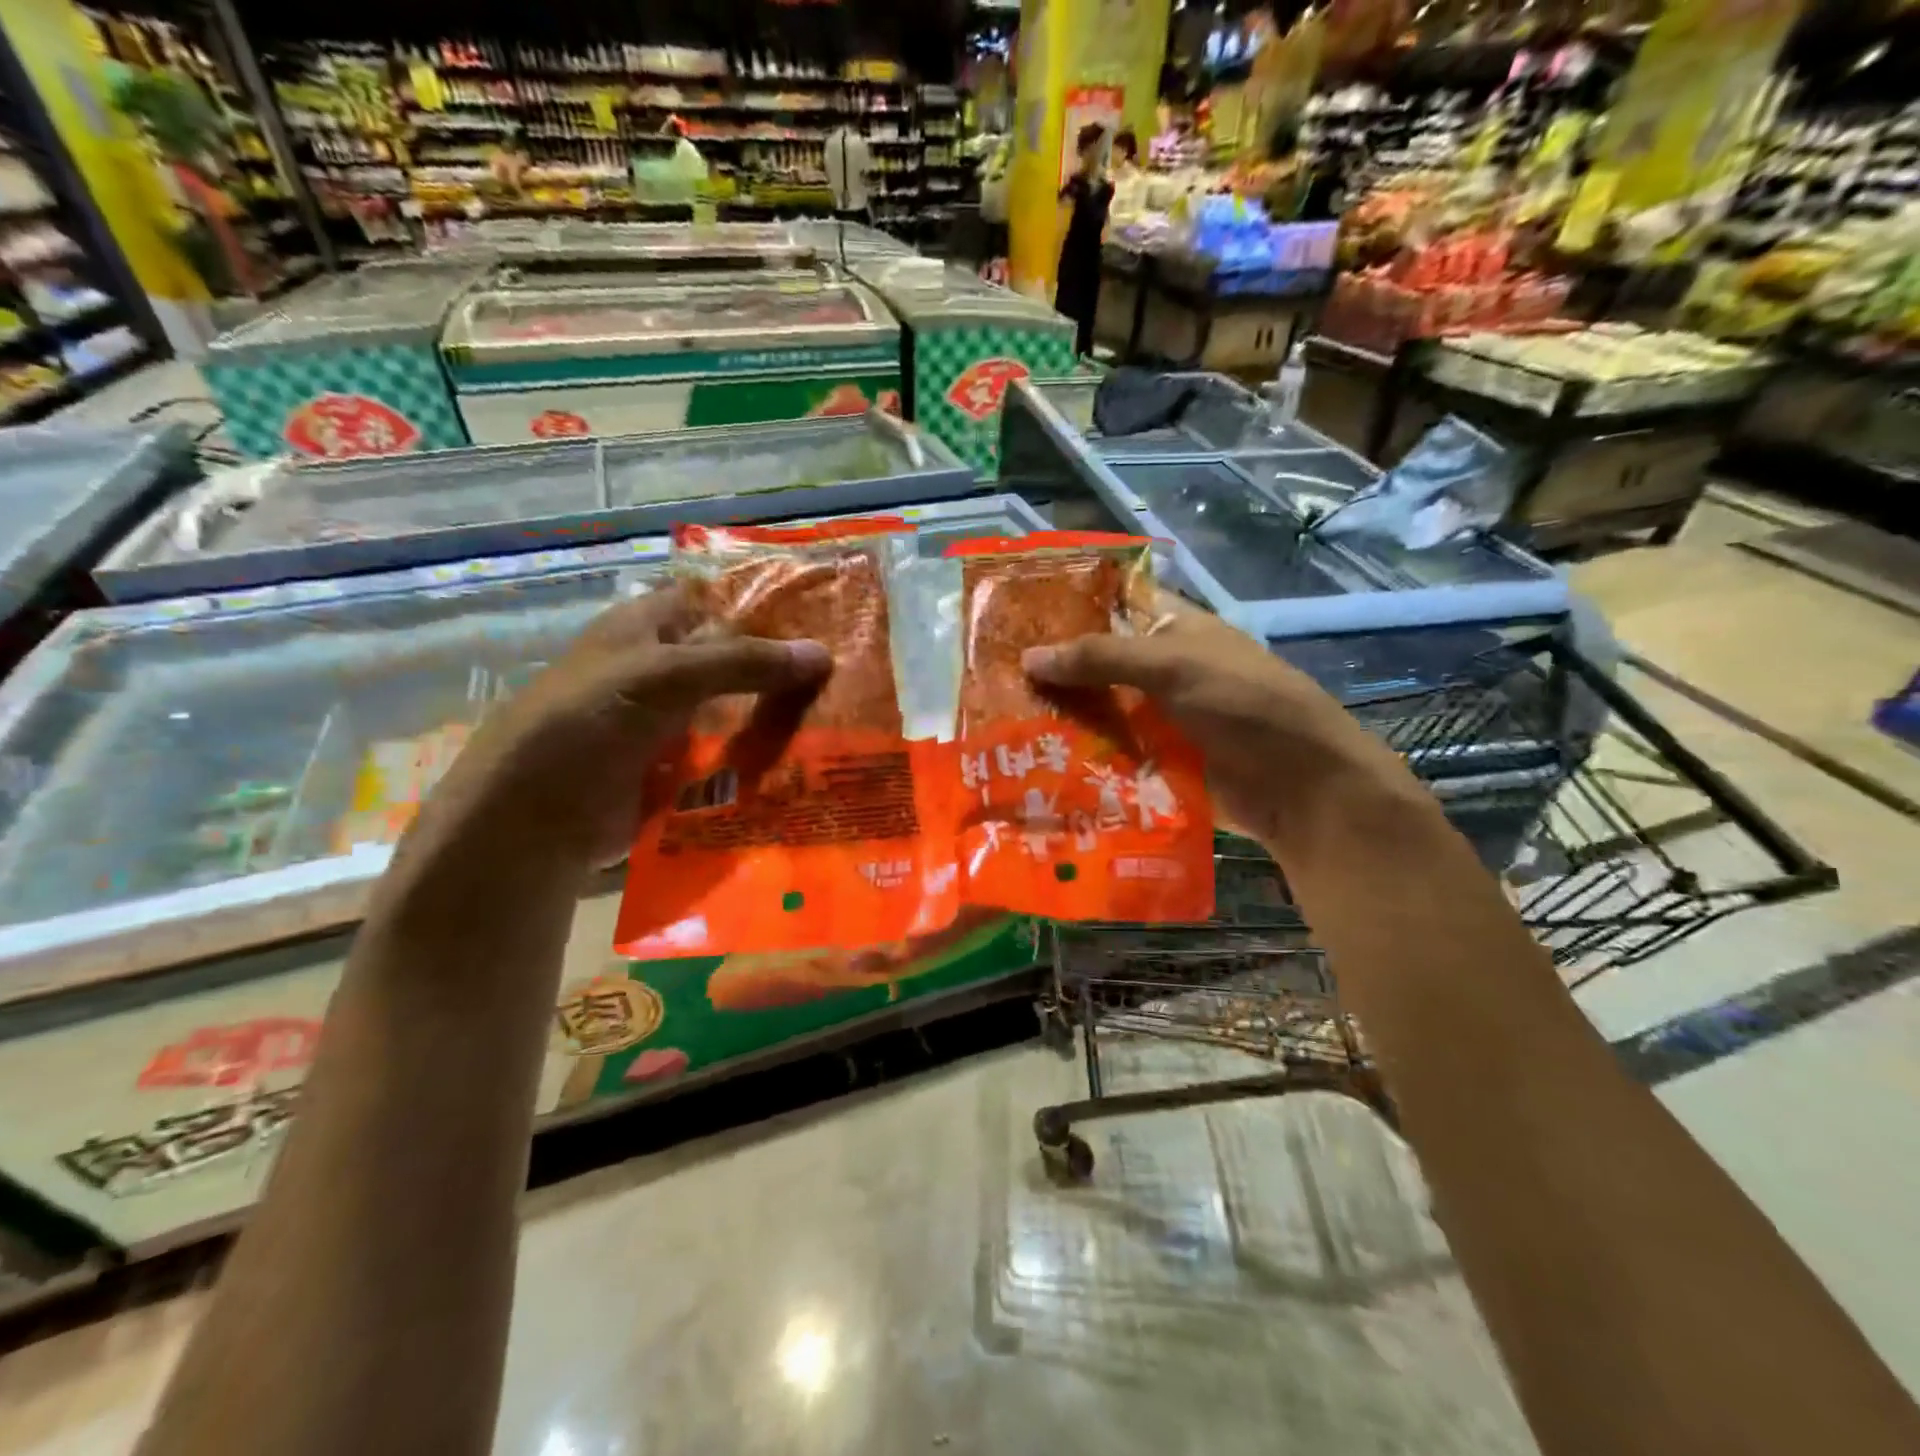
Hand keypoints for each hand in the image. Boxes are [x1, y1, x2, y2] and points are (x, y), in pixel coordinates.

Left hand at [408, 586, 828, 872]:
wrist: (537, 817)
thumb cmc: (590, 721)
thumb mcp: (665, 676)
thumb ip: (743, 662)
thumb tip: (823, 654)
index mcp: (648, 625)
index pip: (718, 599)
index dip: (766, 603)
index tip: (827, 617)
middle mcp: (662, 667)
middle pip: (735, 656)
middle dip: (783, 664)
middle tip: (847, 673)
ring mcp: (670, 719)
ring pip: (737, 706)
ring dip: (778, 712)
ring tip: (843, 716)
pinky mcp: (677, 765)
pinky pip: (729, 751)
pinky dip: (761, 754)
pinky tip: (807, 758)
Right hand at [1022, 593, 1424, 852]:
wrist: (1301, 788)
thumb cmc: (1245, 705)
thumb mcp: (1175, 667)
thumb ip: (1102, 658)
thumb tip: (1028, 658)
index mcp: (1174, 630)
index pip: (1112, 606)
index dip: (1067, 607)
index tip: (1012, 616)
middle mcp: (1163, 670)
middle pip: (1098, 663)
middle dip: (1053, 670)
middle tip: (990, 677)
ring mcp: (1159, 718)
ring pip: (1100, 710)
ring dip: (1060, 717)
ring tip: (999, 722)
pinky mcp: (1157, 762)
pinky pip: (1110, 752)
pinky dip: (1079, 756)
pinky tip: (1034, 762)